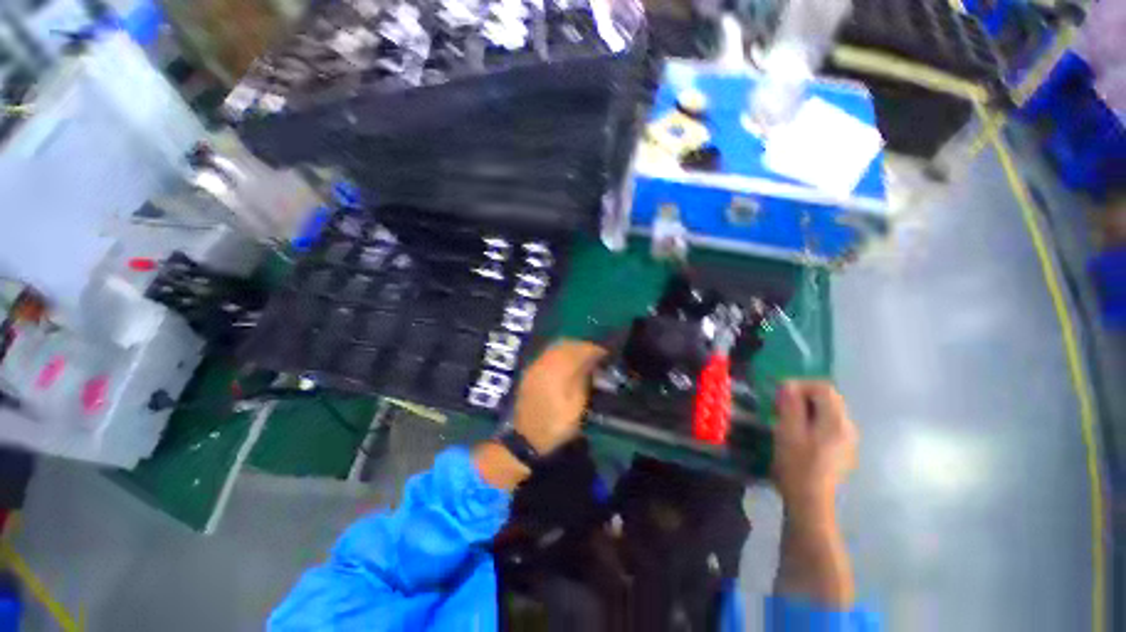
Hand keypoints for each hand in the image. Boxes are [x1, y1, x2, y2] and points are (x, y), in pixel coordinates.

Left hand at [512, 340, 607, 454]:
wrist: (527, 440)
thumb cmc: (556, 424)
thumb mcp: (576, 405)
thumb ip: (583, 379)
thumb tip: (591, 362)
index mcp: (556, 370)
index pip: (578, 350)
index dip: (593, 349)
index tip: (605, 353)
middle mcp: (544, 363)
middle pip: (565, 345)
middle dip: (582, 346)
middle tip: (595, 354)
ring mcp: (535, 366)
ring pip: (555, 348)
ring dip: (570, 348)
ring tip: (583, 357)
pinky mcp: (530, 372)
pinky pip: (547, 355)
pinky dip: (559, 354)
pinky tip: (566, 363)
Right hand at [772, 381, 857, 522]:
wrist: (810, 500)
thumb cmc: (797, 464)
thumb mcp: (788, 430)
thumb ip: (791, 404)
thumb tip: (789, 385)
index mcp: (836, 421)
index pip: (823, 387)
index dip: (800, 385)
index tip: (780, 393)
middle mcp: (848, 427)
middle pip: (828, 398)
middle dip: (802, 395)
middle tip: (780, 405)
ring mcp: (848, 440)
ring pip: (828, 411)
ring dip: (806, 408)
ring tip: (786, 418)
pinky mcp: (843, 450)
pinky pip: (828, 424)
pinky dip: (812, 420)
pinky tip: (798, 433)